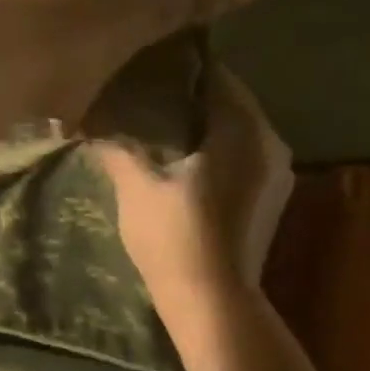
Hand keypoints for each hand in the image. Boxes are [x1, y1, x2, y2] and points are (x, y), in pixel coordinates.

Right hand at [95, 68, 294, 315]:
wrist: (213, 303)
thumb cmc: (175, 237)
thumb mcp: (136, 186)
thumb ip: (118, 146)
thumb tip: (92, 122)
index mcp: (243, 129)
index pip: (215, 76)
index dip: (179, 68)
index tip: (146, 66)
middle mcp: (271, 142)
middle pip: (228, 102)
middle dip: (189, 97)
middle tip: (146, 94)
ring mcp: (277, 173)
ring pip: (237, 130)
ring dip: (203, 124)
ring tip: (159, 125)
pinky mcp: (271, 198)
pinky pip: (242, 155)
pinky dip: (216, 149)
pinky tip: (183, 160)